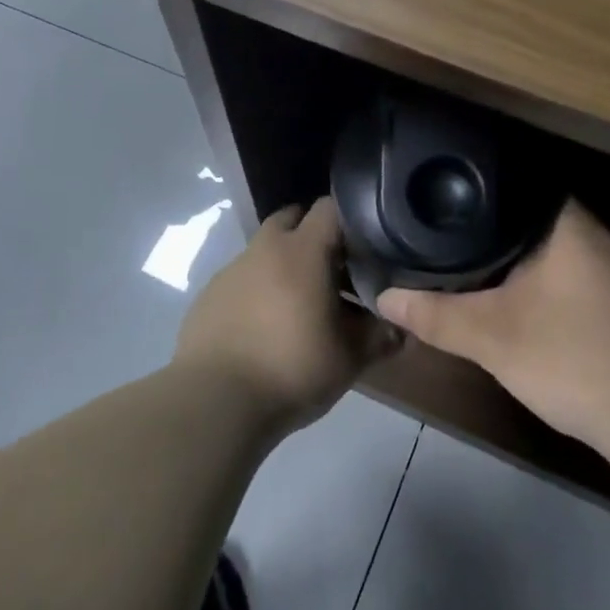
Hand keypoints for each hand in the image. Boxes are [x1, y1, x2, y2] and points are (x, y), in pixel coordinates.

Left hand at [175, 197, 385, 432]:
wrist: (214, 402)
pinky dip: (258, 291)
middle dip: (314, 236)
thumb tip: (401, 330)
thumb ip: (379, 338)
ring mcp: (231, 270)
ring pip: (265, 251)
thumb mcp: (349, 359)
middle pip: (292, 219)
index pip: (330, 208)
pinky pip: (242, 280)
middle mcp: (264, 249)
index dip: (351, 220)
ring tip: (301, 307)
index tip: (366, 246)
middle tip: (335, 271)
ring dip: (285, 266)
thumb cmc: (291, 368)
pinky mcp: (208, 296)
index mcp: (301, 251)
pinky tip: (266, 328)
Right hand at [378, 201, 609, 462]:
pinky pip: (550, 272)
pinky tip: (493, 292)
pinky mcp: (605, 298)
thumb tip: (384, 297)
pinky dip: (520, 279)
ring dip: (499, 256)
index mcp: (565, 221)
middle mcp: (587, 232)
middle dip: (475, 225)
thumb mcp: (491, 337)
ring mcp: (601, 266)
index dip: (467, 186)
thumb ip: (434, 315)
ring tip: (449, 253)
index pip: (508, 181)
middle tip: (429, 225)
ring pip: (535, 247)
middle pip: (518, 215)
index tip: (430, 194)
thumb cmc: (573, 358)